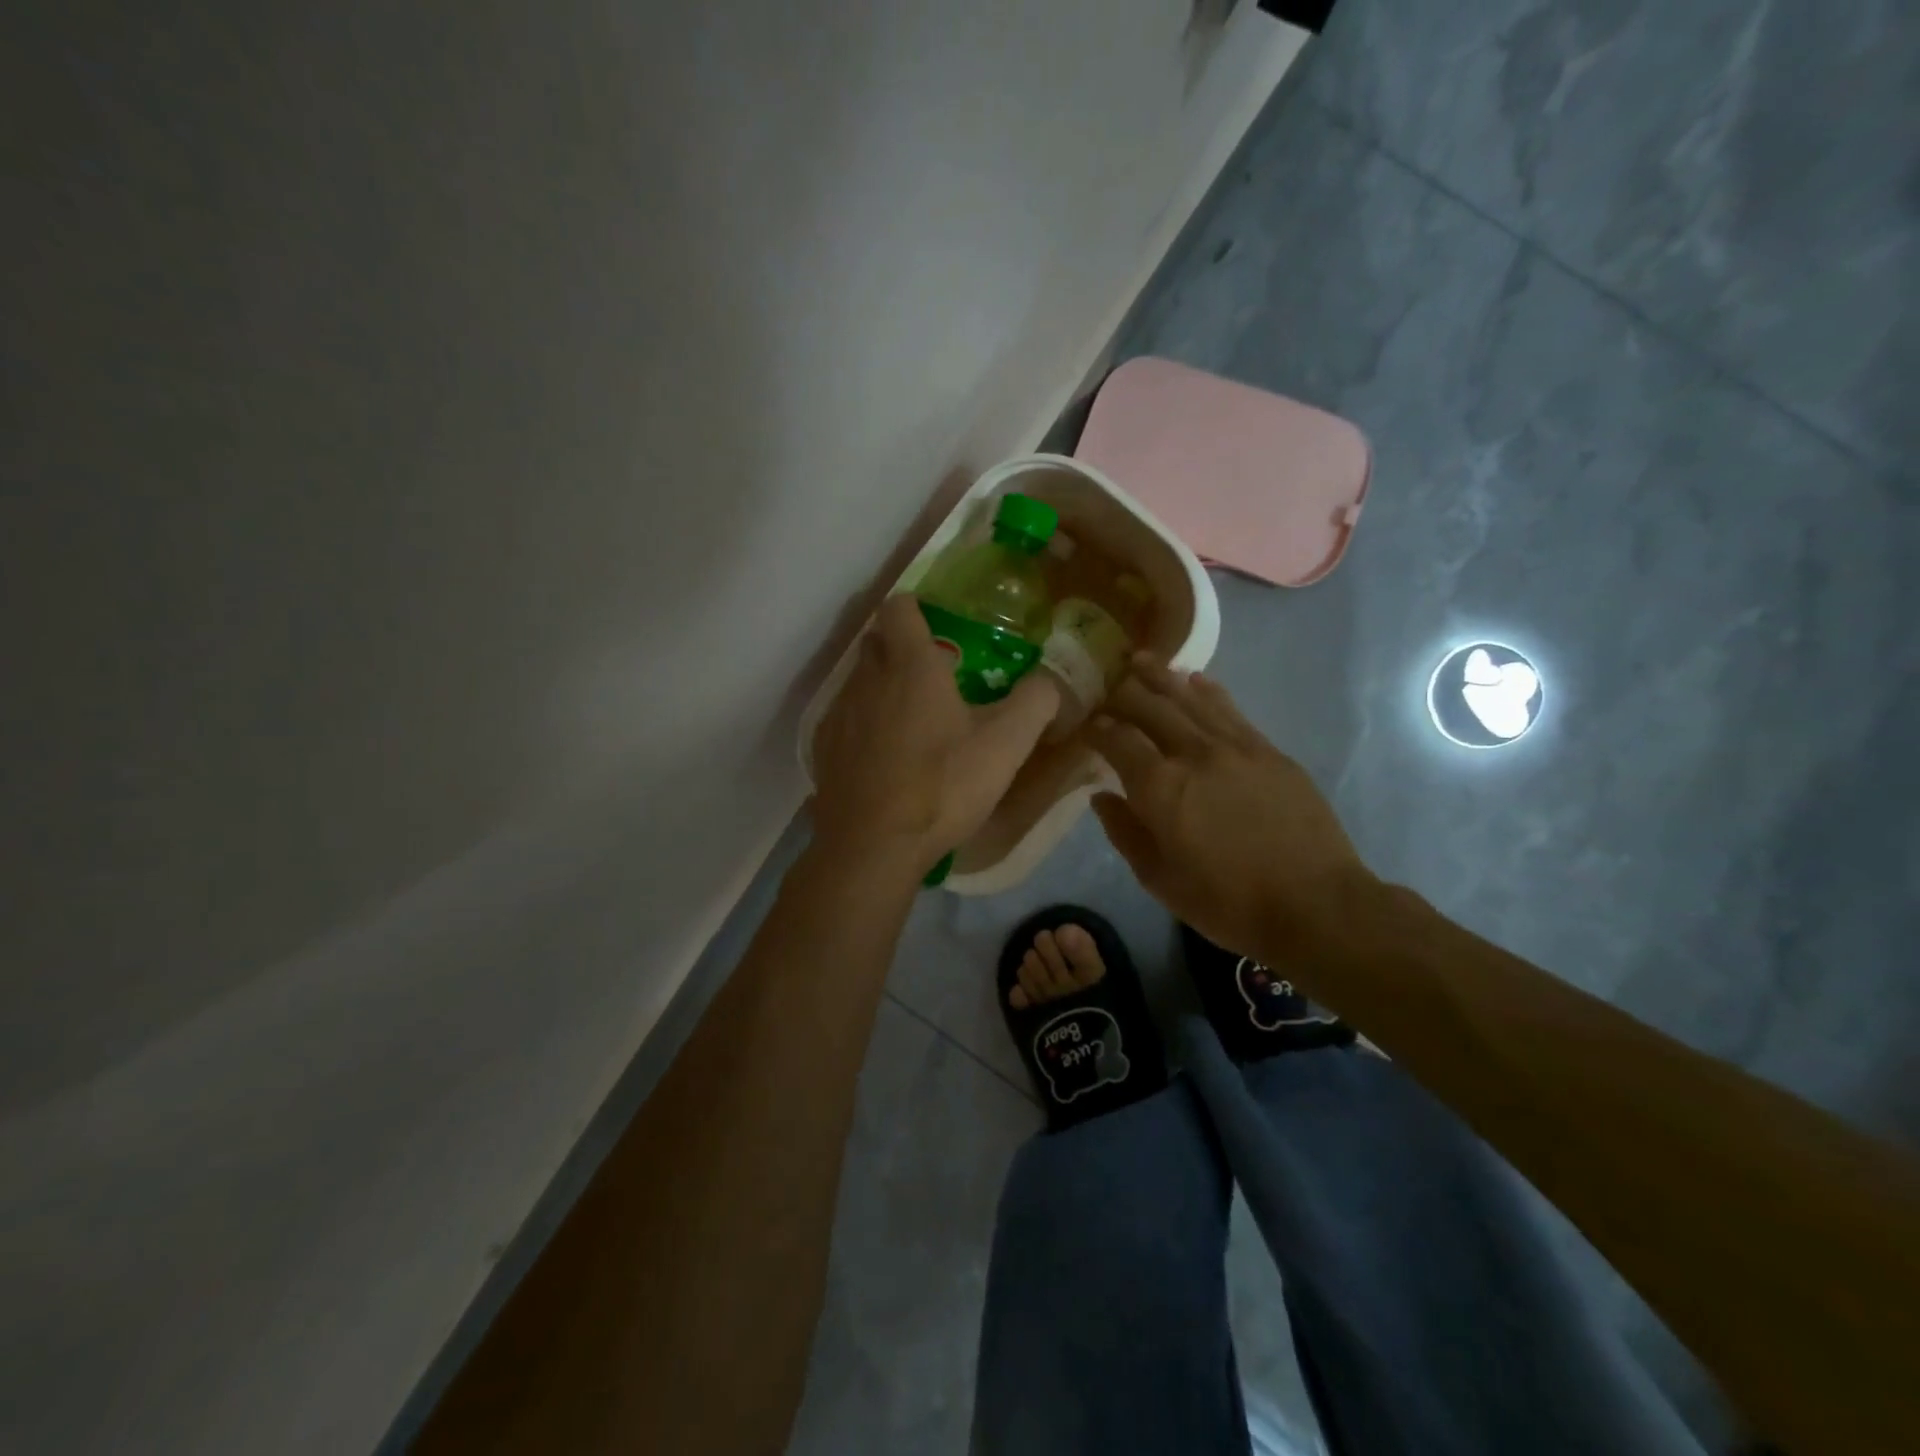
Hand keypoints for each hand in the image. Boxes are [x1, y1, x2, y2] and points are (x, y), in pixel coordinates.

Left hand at [811, 594, 1058, 870]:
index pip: (900, 607)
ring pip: (860, 682)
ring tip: (913, 724)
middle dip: (902, 648)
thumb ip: (1035, 701)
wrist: (874, 846)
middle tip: (935, 678)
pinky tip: (885, 759)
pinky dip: (865, 726)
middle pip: (877, 642)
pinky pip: (845, 720)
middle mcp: (866, 678)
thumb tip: (1048, 679)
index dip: (917, 608)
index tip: (939, 627)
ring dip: (883, 689)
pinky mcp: (824, 749)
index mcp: (910, 665)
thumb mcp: (1007, 744)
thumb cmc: (943, 785)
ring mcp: (839, 714)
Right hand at [1087, 657, 1373, 964]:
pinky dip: (1207, 691)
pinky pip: (1230, 709)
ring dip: (1161, 677)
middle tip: (1108, 684)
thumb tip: (1102, 797)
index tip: (1086, 724)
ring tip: (1142, 660)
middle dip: (1124, 692)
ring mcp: (1235, 747)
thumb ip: (1125, 833)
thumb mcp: (1159, 880)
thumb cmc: (1227, 902)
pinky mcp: (1268, 751)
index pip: (1117, 739)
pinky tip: (1195, 680)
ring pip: (1190, 699)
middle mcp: (1193, 753)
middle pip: (1150, 707)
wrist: (1315, 904)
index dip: (1097, 727)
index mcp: (1159, 786)